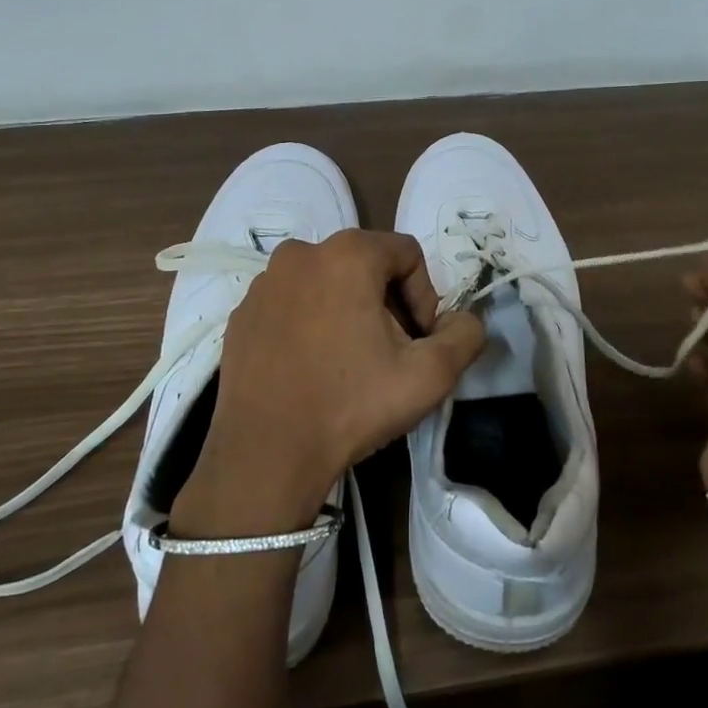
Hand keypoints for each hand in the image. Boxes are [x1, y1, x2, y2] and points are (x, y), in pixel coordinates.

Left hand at [170, 231, 486, 537]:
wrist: (265, 453)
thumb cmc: (351, 405)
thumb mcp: (430, 375)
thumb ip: (465, 335)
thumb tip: (462, 320)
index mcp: (347, 254)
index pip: (407, 253)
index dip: (424, 295)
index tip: (418, 341)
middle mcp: (300, 253)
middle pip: (365, 265)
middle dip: (386, 303)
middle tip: (389, 353)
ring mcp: (264, 283)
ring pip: (326, 283)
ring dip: (347, 311)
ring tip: (349, 363)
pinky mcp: (241, 313)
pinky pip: (291, 304)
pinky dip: (310, 323)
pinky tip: (312, 368)